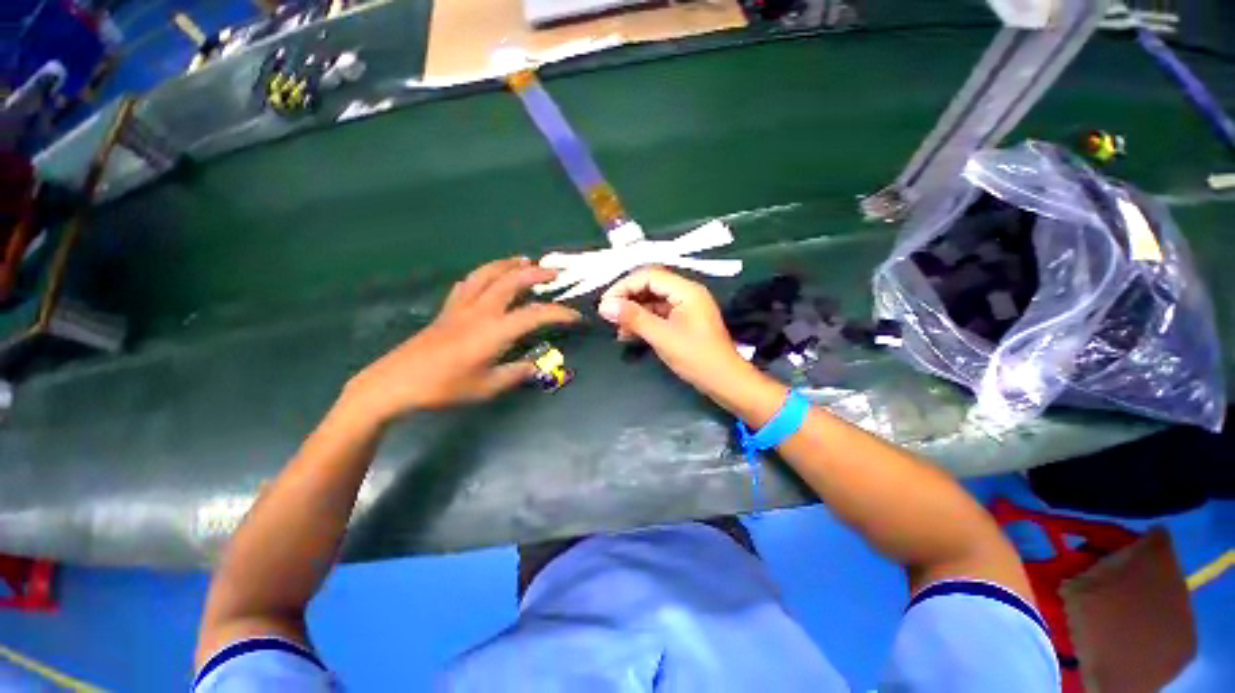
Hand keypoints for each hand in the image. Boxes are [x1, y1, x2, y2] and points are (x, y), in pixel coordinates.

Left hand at [342, 258, 580, 421]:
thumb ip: (516, 374)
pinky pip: (469, 282)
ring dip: (509, 264)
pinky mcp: (448, 309)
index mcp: (494, 331)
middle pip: (511, 281)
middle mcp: (480, 311)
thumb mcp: (487, 387)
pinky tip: (490, 276)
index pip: (535, 315)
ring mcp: (462, 306)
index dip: (559, 314)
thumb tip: (537, 366)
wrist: (396, 383)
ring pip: (488, 274)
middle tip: (554, 272)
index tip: (576, 317)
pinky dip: (485, 273)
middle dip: (536, 273)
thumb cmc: (444, 388)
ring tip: (525, 260)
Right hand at [597, 268, 753, 400]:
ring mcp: (685, 307)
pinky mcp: (683, 320)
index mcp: (686, 290)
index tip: (604, 304)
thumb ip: (634, 318)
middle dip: (627, 298)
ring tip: (616, 328)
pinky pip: (658, 314)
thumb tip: (604, 306)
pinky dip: (643, 321)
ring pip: (652, 300)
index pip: (648, 275)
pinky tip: (629, 334)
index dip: (624, 286)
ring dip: (633, 311)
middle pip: (650, 285)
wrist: (725, 381)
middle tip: (608, 315)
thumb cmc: (697, 357)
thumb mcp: (662, 337)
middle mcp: (686, 293)